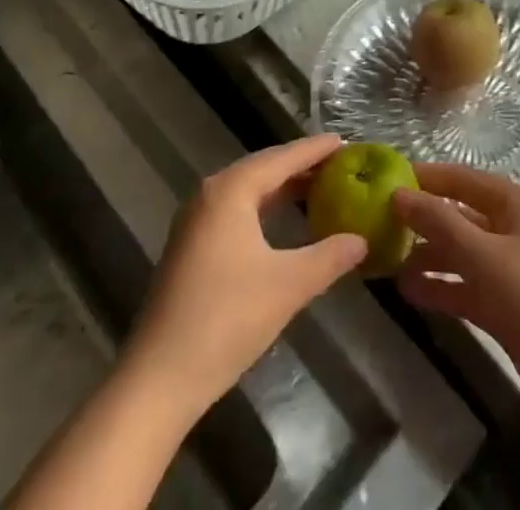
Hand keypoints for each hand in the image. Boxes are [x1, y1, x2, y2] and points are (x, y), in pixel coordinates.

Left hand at [125, 135, 366, 416]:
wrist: (158, 379)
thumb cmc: (226, 320)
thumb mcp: (287, 286)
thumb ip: (328, 257)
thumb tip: (361, 240)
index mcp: (231, 190)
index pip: (282, 158)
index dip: (315, 150)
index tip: (345, 141)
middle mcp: (210, 194)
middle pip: (263, 168)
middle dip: (300, 166)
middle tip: (338, 164)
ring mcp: (195, 221)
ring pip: (247, 190)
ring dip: (281, 188)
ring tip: (317, 188)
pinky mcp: (190, 247)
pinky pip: (235, 210)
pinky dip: (263, 208)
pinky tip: (282, 223)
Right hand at [392, 162, 519, 390]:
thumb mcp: (484, 256)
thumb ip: (439, 223)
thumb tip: (397, 193)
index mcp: (515, 204)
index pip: (462, 179)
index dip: (425, 177)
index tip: (383, 180)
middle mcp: (513, 230)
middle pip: (460, 216)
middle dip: (422, 219)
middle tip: (376, 225)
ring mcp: (511, 272)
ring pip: (460, 254)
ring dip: (426, 256)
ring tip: (384, 261)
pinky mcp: (508, 310)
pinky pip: (466, 288)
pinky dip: (440, 288)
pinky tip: (408, 292)